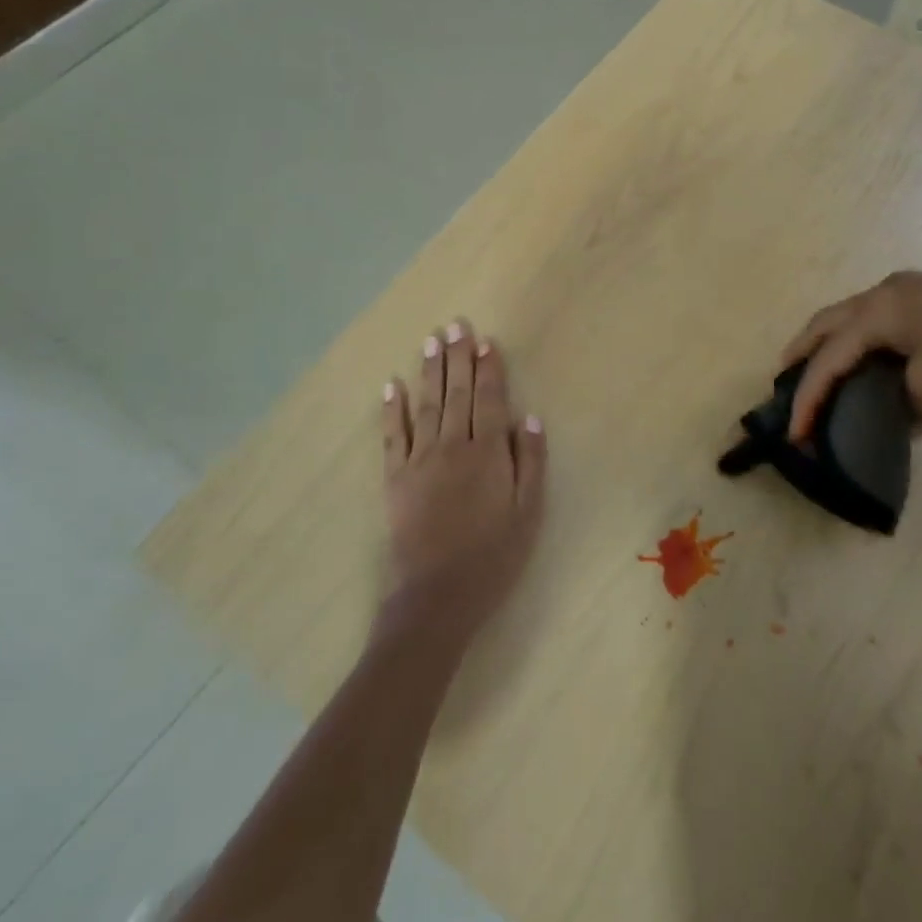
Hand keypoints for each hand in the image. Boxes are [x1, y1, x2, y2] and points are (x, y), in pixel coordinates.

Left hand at [380, 319, 546, 641]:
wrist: (437, 596)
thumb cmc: (493, 556)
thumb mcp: (528, 513)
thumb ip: (529, 462)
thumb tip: (528, 418)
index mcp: (487, 453)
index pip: (490, 399)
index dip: (489, 369)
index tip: (485, 341)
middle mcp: (453, 446)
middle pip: (457, 393)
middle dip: (458, 357)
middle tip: (455, 325)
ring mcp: (420, 460)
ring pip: (426, 405)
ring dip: (429, 371)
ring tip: (431, 340)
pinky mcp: (396, 478)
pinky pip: (393, 435)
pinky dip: (392, 409)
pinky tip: (391, 386)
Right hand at [780, 272, 921, 439]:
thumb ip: (908, 405)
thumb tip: (907, 419)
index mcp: (876, 314)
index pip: (830, 358)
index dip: (809, 394)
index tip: (796, 428)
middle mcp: (879, 295)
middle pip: (824, 323)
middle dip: (800, 350)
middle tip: (783, 377)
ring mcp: (901, 289)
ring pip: (847, 313)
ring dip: (827, 339)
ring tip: (817, 363)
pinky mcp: (919, 292)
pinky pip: (871, 313)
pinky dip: (854, 333)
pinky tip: (863, 349)